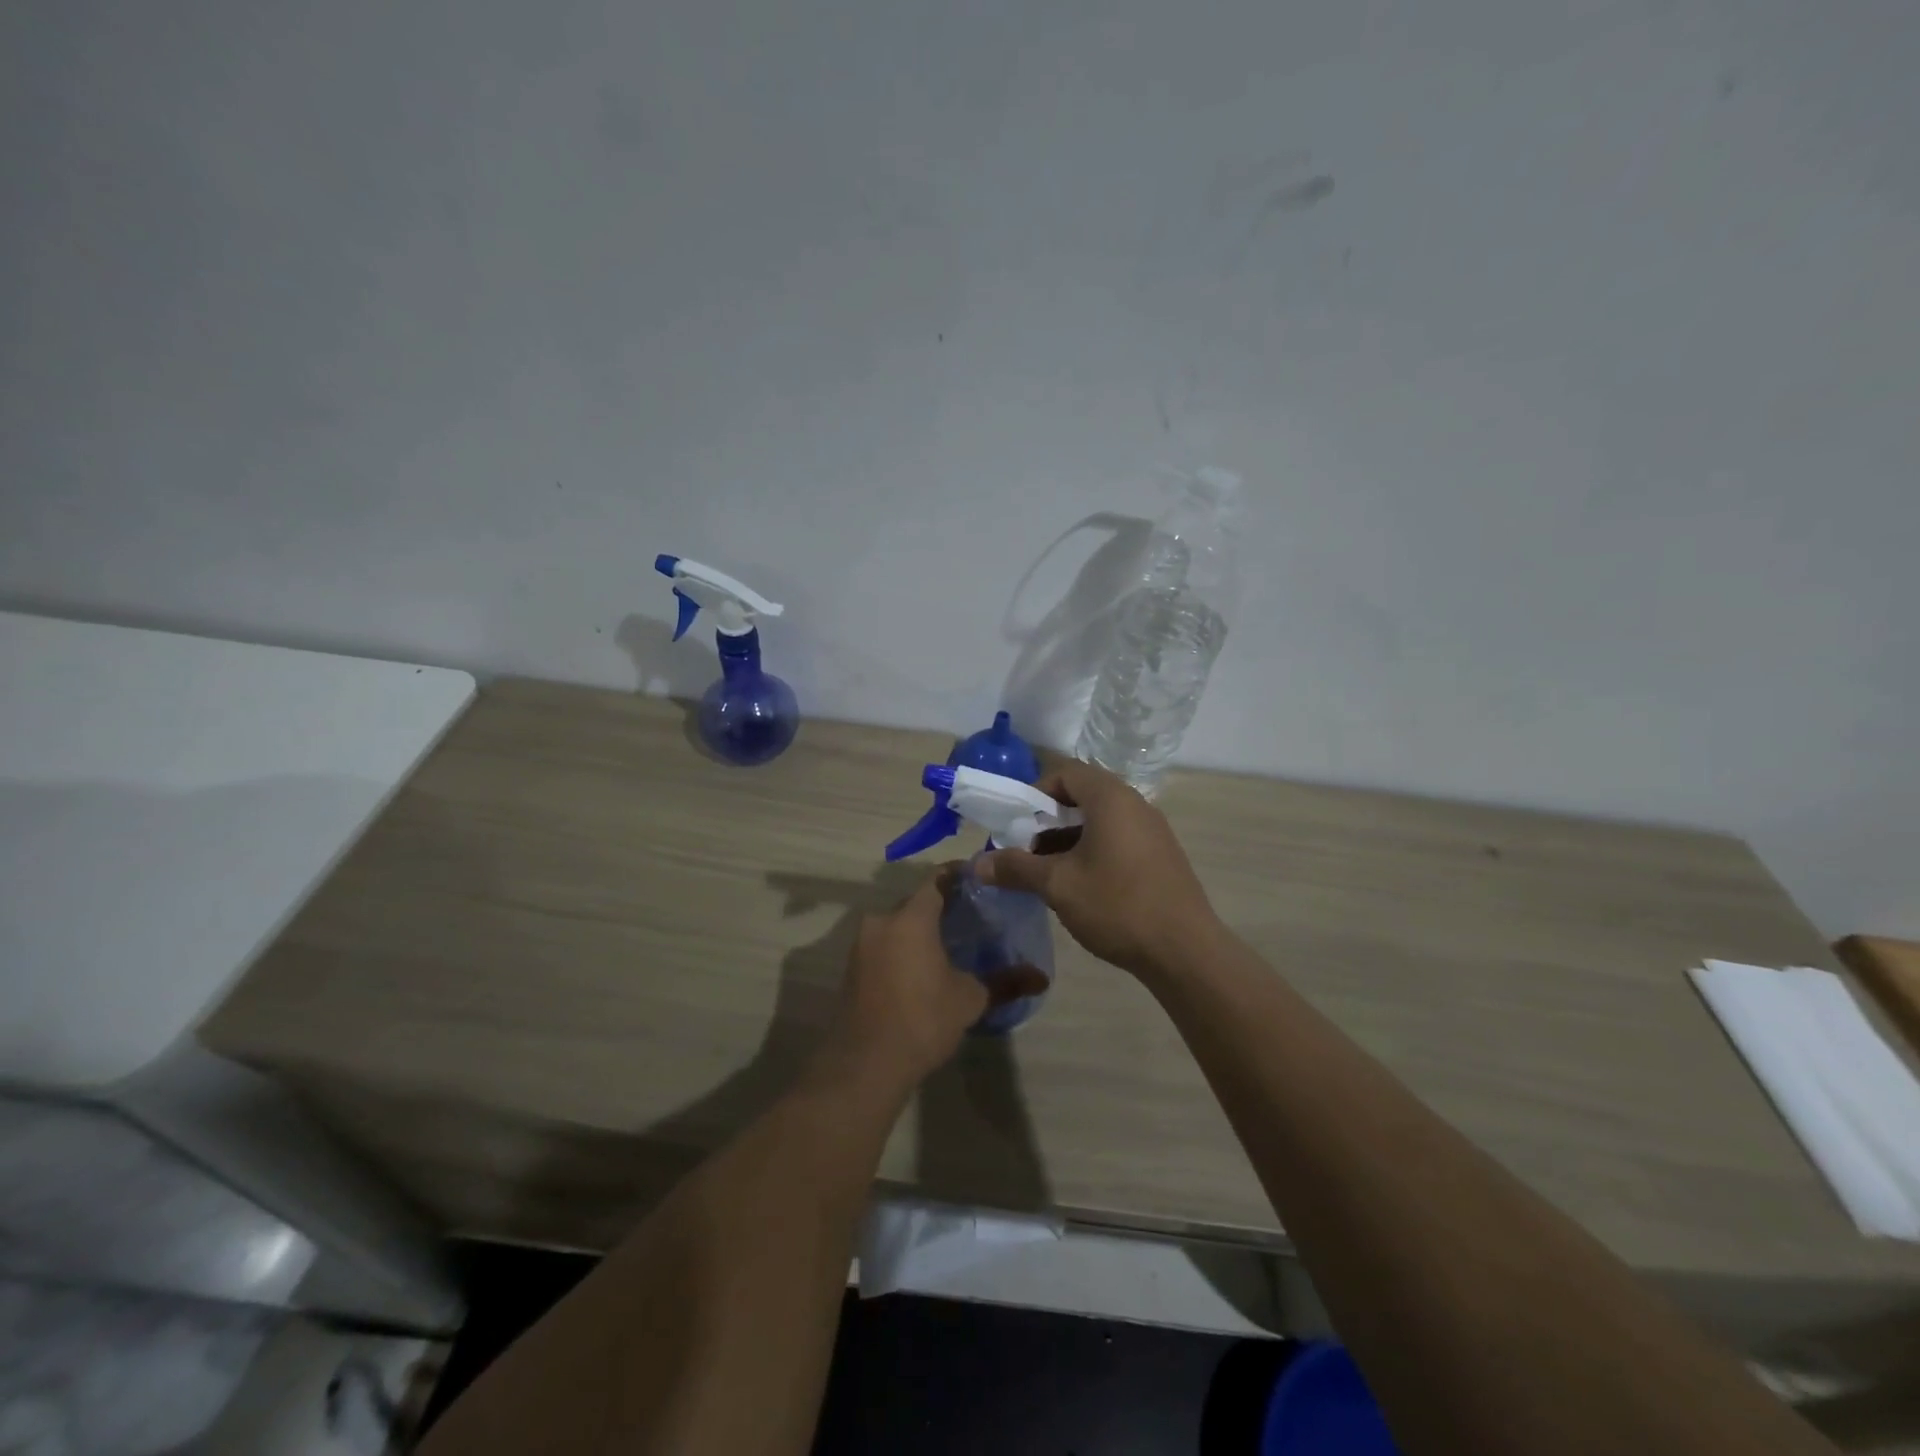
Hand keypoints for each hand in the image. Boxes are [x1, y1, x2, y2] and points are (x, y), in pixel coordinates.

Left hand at [822, 870, 1047, 1092]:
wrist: (866, 1064)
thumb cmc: (923, 1020)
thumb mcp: (970, 1000)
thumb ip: (1005, 982)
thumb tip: (1041, 977)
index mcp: (911, 917)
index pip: (937, 880)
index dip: (959, 875)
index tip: (980, 880)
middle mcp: (882, 921)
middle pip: (915, 901)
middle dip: (941, 905)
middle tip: (970, 915)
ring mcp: (862, 945)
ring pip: (898, 924)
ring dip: (920, 928)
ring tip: (950, 942)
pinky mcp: (852, 967)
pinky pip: (884, 944)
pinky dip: (903, 947)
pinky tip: (923, 966)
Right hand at [977, 759, 1216, 978]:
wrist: (1185, 951)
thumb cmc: (1117, 905)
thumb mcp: (1058, 885)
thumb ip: (1015, 868)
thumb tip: (976, 864)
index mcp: (1111, 798)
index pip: (1066, 773)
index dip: (1035, 793)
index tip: (1017, 824)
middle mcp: (1135, 805)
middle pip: (1083, 796)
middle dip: (1048, 820)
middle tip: (1026, 850)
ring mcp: (1153, 831)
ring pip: (1100, 821)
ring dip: (1068, 839)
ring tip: (1047, 873)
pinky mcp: (1161, 857)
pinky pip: (1119, 840)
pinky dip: (1093, 852)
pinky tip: (1080, 887)